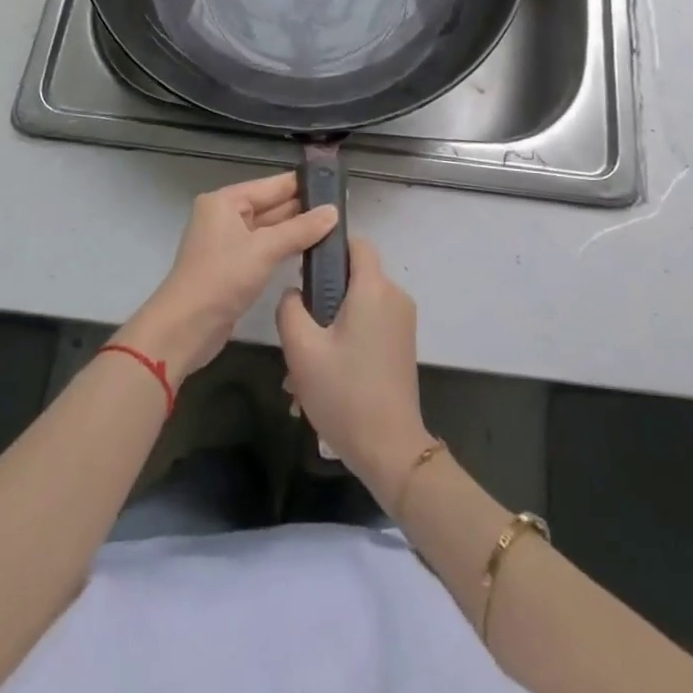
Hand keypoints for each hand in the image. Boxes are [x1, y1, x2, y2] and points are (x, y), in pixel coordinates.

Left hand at [124, 172, 337, 387]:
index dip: (303, 185)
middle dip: (303, 208)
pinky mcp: (233, 267)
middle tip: (342, 208)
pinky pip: (264, 249)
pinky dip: (285, 248)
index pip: (272, 185)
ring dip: (296, 230)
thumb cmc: (222, 278)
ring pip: (269, 229)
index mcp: (226, 201)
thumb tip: (334, 211)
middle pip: (271, 205)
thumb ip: (300, 229)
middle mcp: (225, 216)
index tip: (336, 183)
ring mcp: (228, 243)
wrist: (184, 328)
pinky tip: (311, 250)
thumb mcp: (265, 249)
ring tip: (335, 227)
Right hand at [277, 236, 431, 506]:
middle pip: (352, 279)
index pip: (356, 243)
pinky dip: (345, 343)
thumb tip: (294, 293)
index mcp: (374, 288)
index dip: (329, 248)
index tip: (303, 270)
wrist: (390, 449)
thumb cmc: (344, 393)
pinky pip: (368, 328)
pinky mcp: (402, 346)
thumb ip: (290, 309)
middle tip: (296, 336)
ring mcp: (402, 323)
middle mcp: (394, 297)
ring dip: (328, 331)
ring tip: (301, 374)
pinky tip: (321, 382)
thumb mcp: (302, 350)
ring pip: (357, 308)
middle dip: (321, 301)